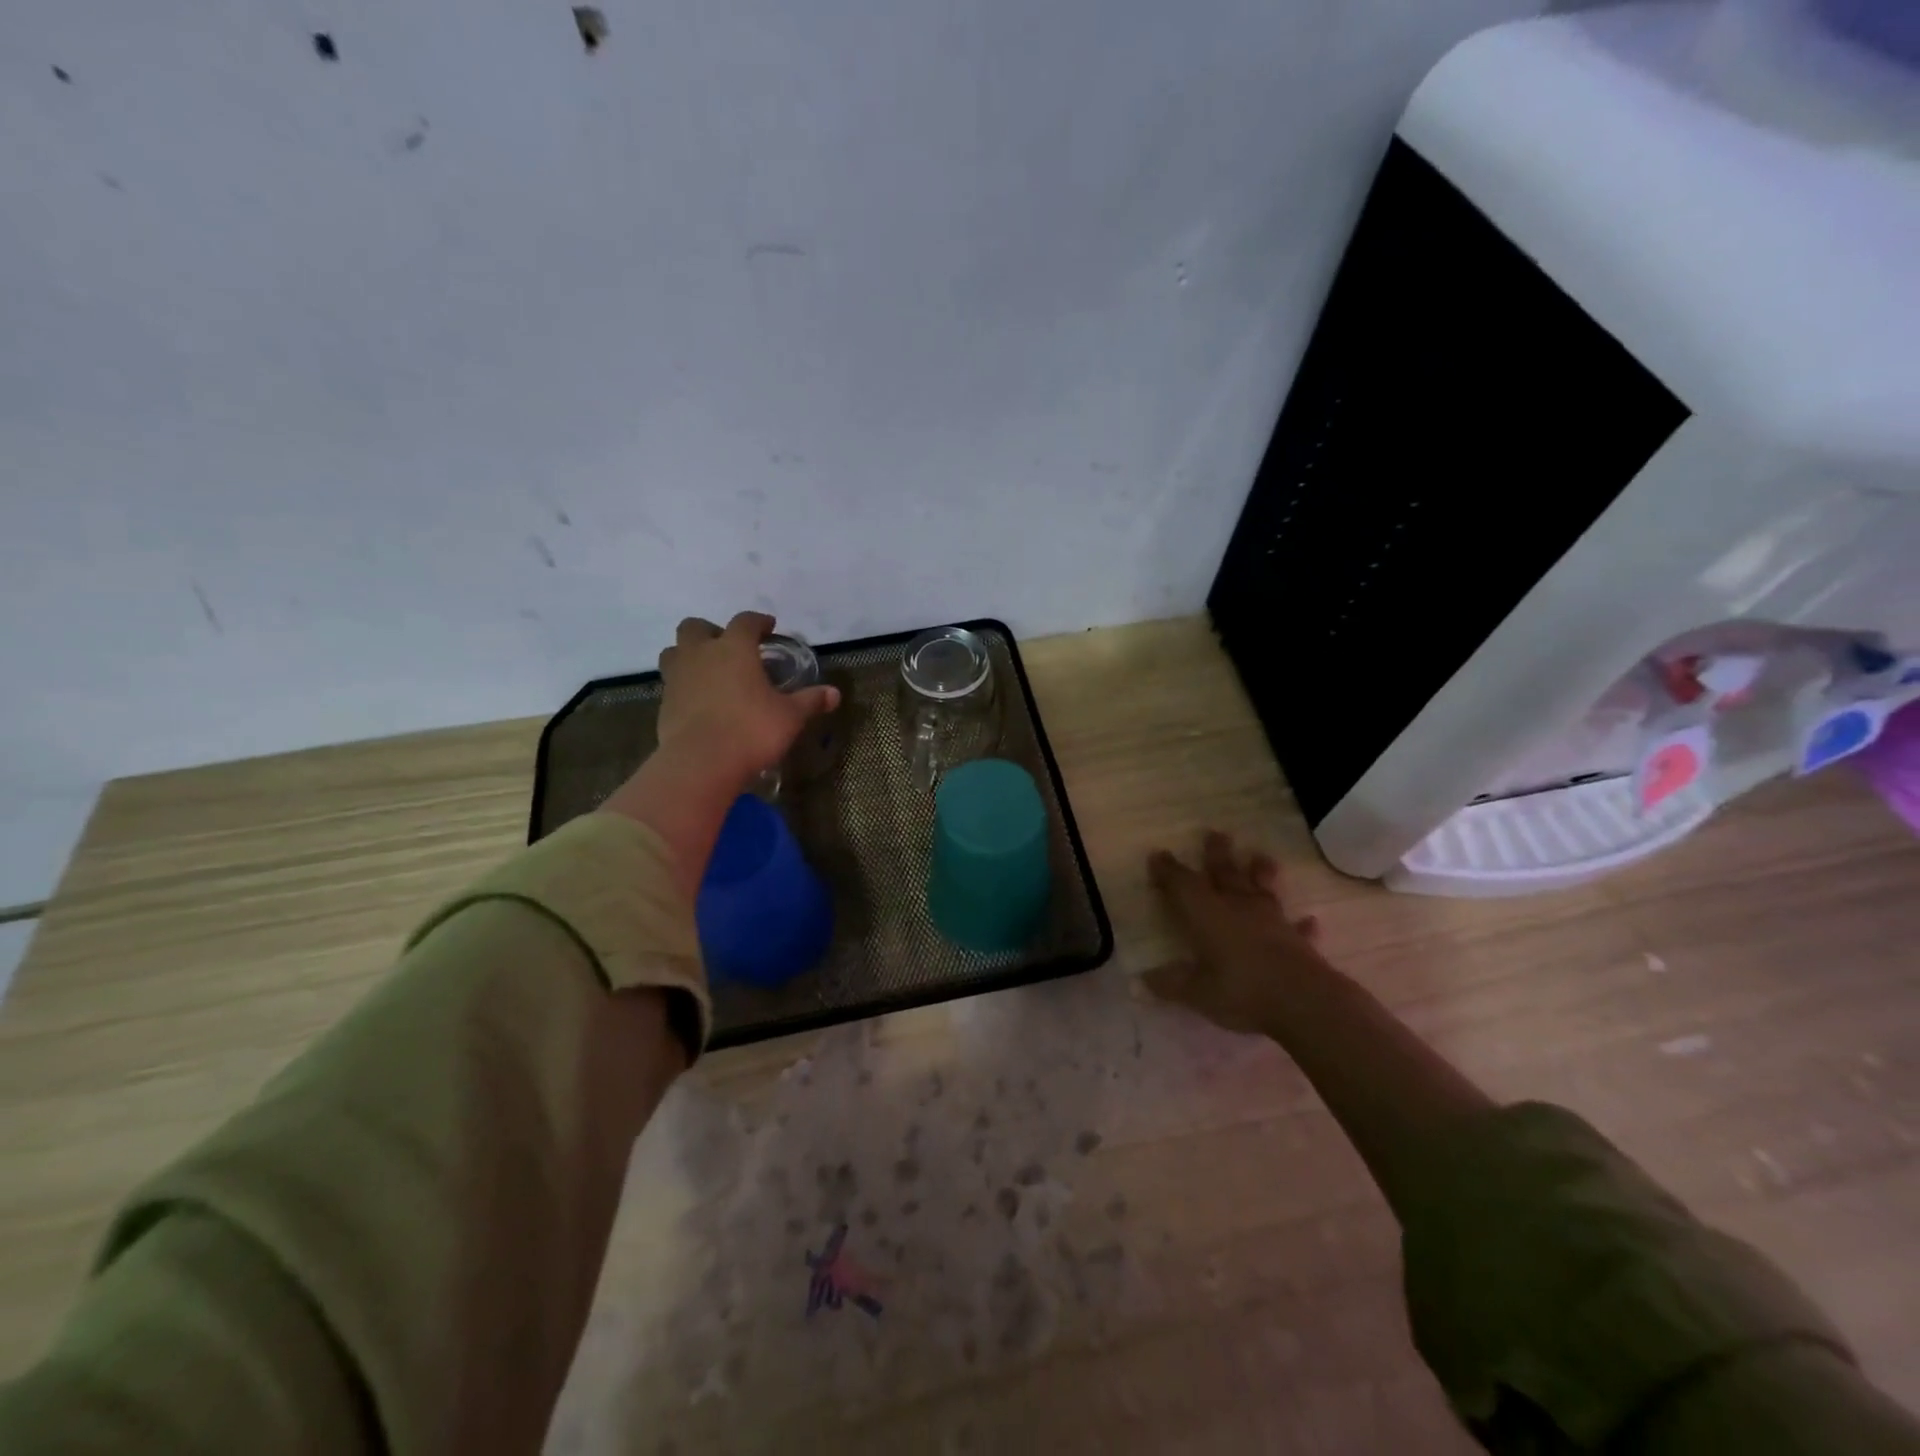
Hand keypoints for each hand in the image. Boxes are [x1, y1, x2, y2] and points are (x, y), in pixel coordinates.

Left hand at [655, 612, 840, 786]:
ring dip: (689, 654)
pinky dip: (684, 685)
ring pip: (674, 652)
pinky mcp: (664, 703)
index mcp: (734, 649)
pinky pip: (671, 683)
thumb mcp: (790, 717)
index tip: (768, 627)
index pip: (745, 622)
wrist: (701, 763)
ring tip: (707, 671)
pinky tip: (700, 702)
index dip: (758, 621)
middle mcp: (701, 654)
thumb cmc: (751, 731)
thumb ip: (810, 701)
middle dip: (711, 631)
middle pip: (695, 627)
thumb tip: (834, 694)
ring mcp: (677, 678)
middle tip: (728, 648)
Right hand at [1144, 831, 1323, 1034]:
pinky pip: (1297, 927)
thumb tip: (1143, 979)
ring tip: (1260, 856)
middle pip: (1224, 873)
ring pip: (1262, 889)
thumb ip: (1170, 983)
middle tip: (1215, 833)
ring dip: (1260, 873)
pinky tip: (1309, 921)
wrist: (1302, 1000)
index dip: (1168, 870)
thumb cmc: (1240, 989)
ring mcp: (1270, 921)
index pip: (1182, 884)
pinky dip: (1301, 924)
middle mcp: (1237, 907)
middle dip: (1217, 854)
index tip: (1158, 855)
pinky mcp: (1297, 939)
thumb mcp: (1196, 992)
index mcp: (1206, 914)